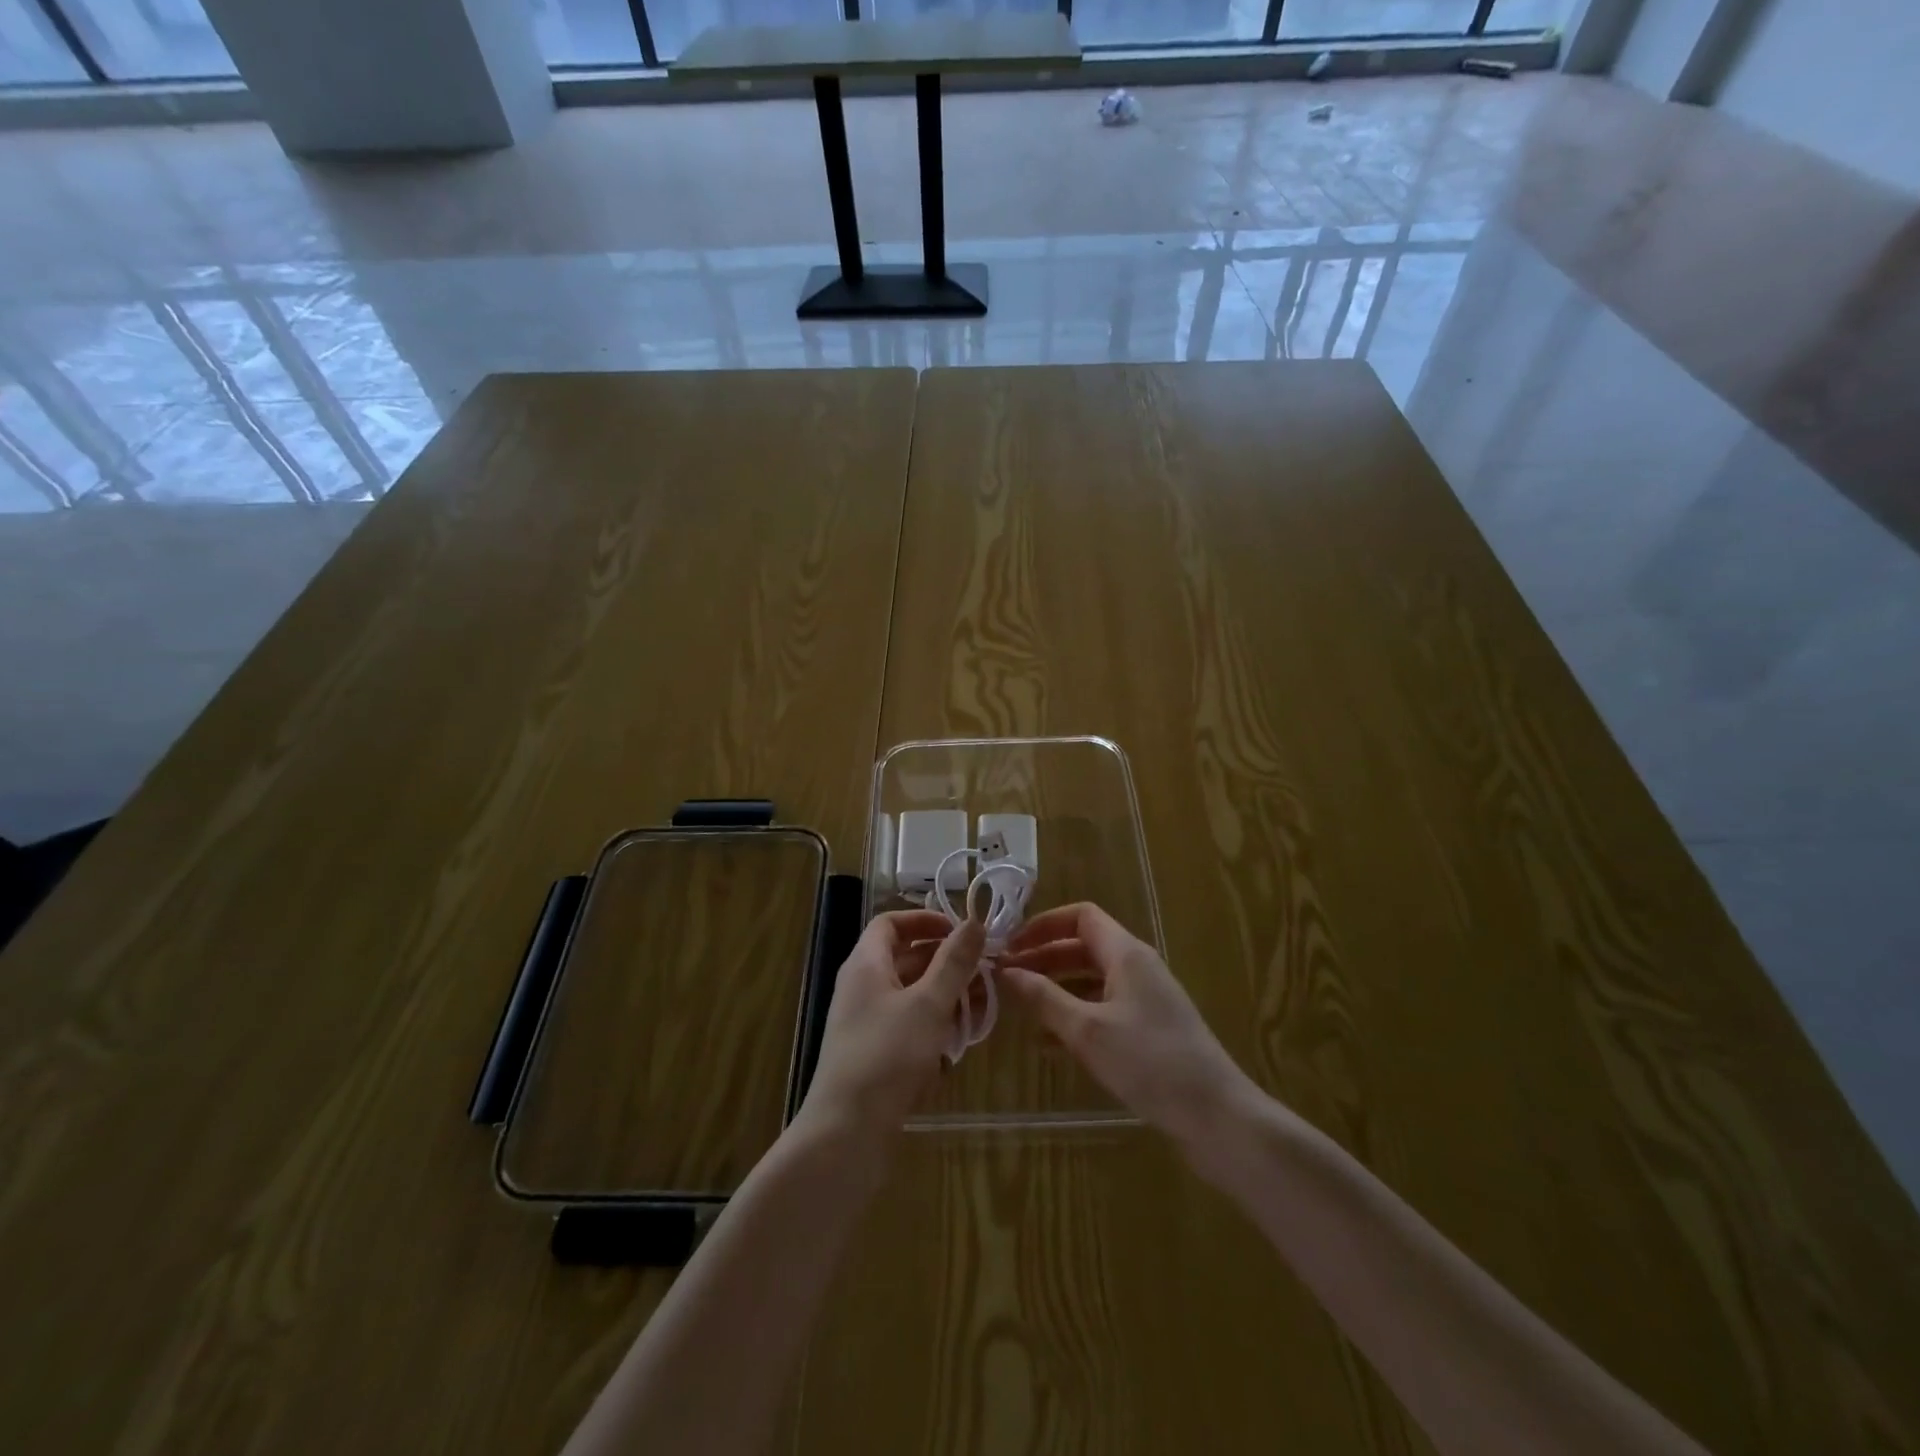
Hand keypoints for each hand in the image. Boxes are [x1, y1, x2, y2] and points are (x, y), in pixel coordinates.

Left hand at [796, 911, 985, 1151]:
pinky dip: (934, 1028)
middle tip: (986, 971)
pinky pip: (909, 1027)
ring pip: (912, 995)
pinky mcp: (875, 1055)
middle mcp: (862, 987)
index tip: (962, 932)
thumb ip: (954, 962)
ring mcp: (867, 1023)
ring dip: (946, 997)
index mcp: (866, 964)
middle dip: (947, 963)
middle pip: (906, 958)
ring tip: (982, 1008)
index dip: (925, 920)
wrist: (846, 1134)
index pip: (891, 923)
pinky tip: (959, 1045)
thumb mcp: (928, 1004)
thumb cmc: (887, 1056)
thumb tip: (974, 921)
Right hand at [1000, 903, 1255, 1152]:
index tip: (1010, 945)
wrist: (1216, 1115)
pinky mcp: (1150, 1029)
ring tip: (1020, 1008)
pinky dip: (1075, 1015)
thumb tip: (1006, 971)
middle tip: (1006, 978)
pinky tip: (1050, 1044)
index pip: (1081, 916)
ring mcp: (1146, 999)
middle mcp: (1137, 967)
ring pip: (1091, 979)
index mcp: (1126, 953)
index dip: (1044, 925)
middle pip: (1083, 947)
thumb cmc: (1149, 1062)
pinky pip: (1104, 1008)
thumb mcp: (1087, 1030)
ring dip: (1056, 988)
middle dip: (1044, 958)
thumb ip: (1044, 998)